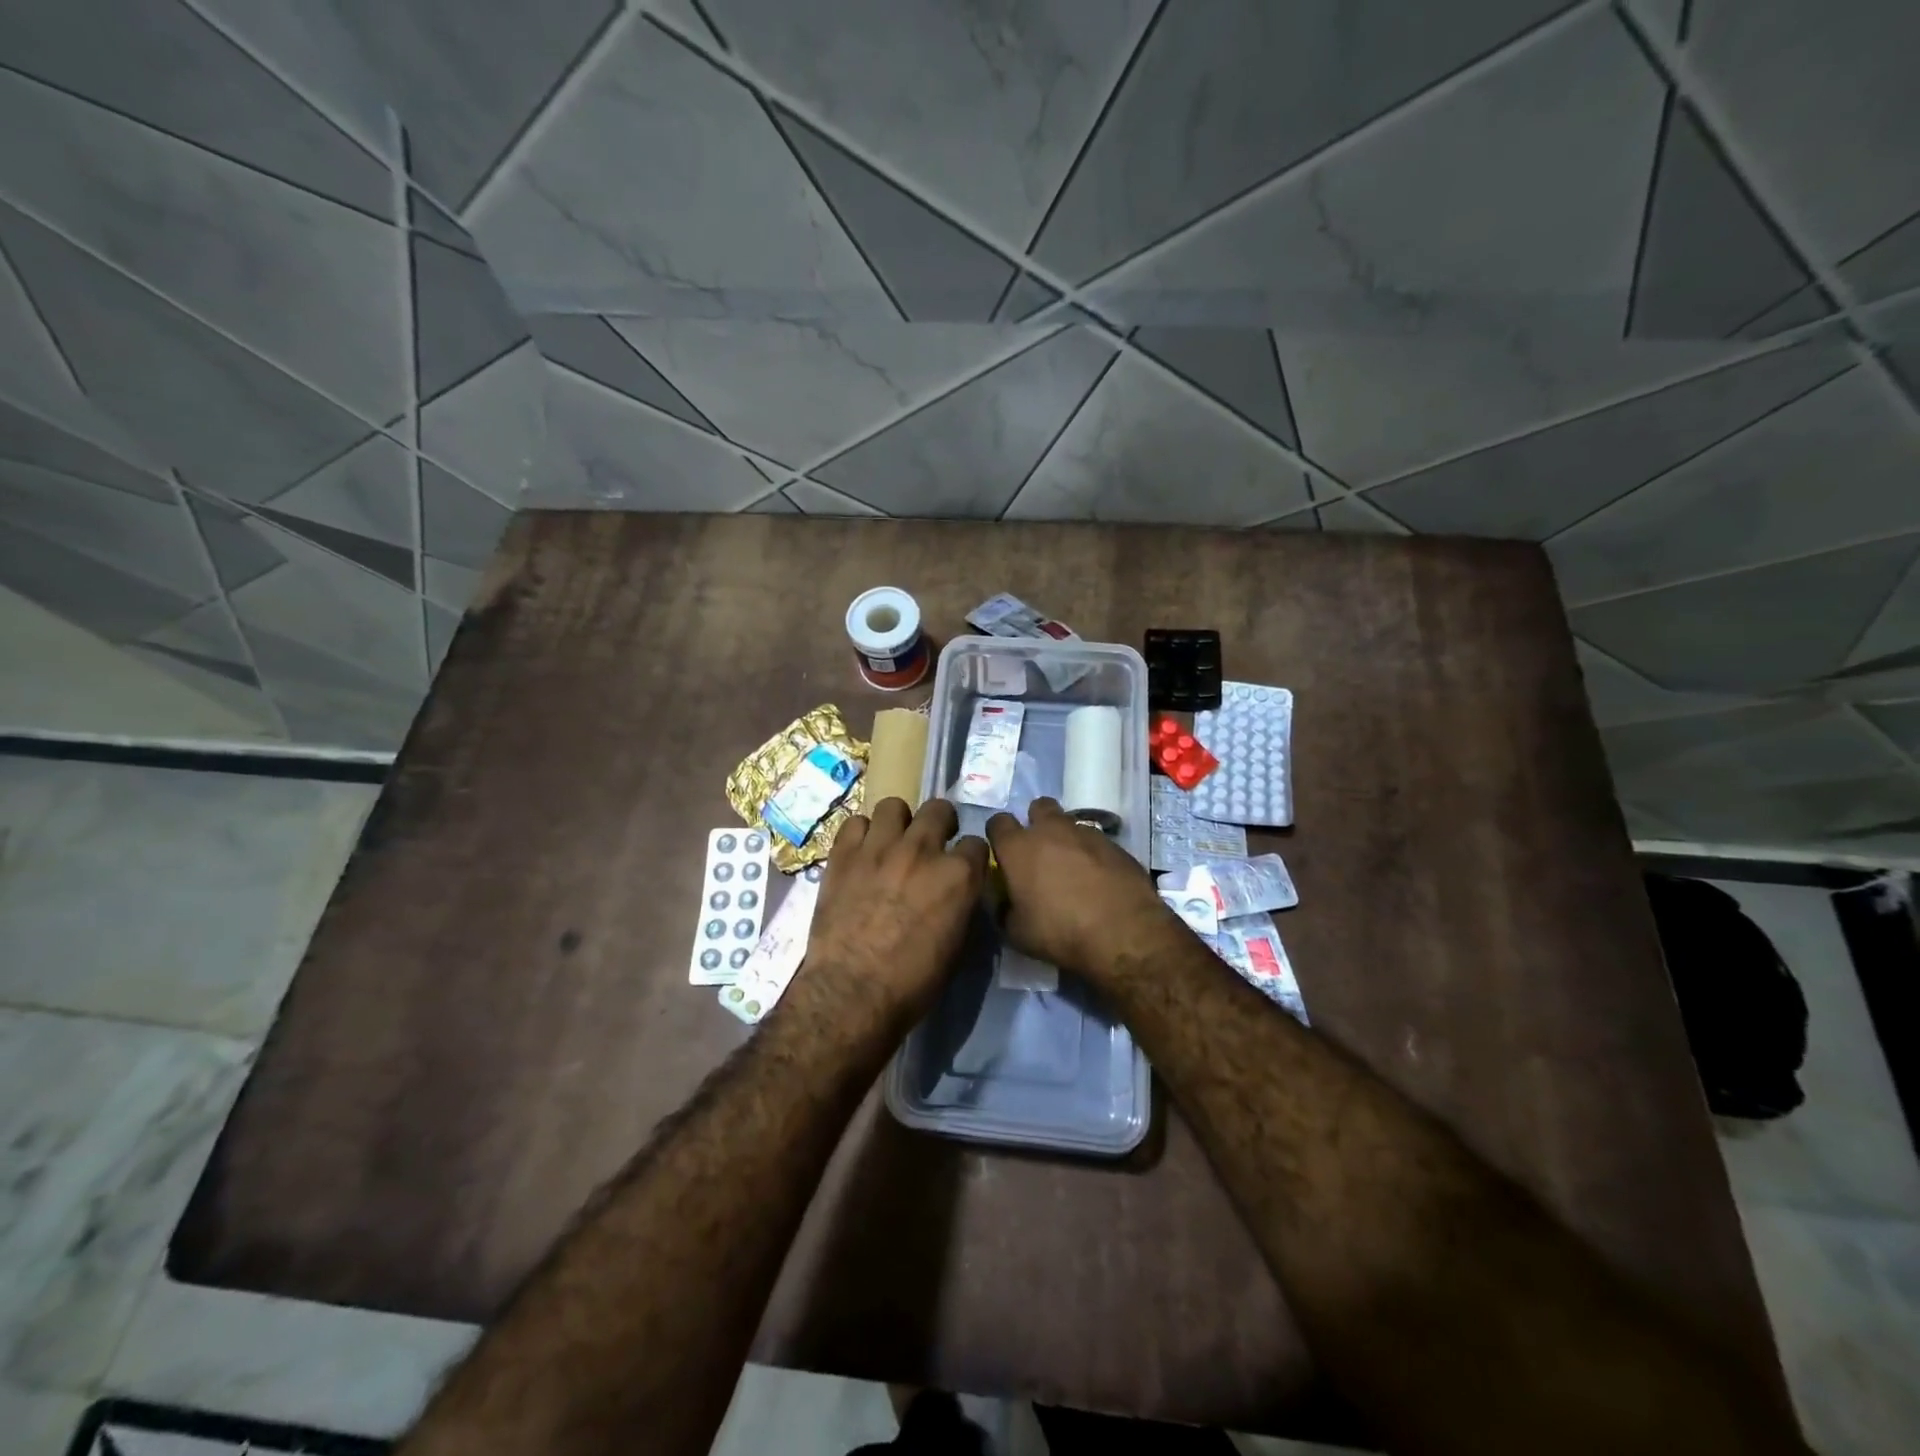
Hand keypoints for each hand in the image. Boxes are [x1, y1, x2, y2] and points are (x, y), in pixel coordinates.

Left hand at [801, 797, 987, 1026]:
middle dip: (940, 823)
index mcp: (959, 875)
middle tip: (931, 844)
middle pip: (939, 809)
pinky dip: (861, 835)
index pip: (976, 844)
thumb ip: (960, 904)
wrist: (851, 993)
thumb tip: (957, 892)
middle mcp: (923, 850)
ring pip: (894, 805)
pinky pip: (855, 823)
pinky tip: (861, 853)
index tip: (962, 868)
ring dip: (898, 823)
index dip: (970, 857)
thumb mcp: (956, 945)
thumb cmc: (913, 982)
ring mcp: (880, 847)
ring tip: (892, 843)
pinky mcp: (844, 854)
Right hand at [985, 797, 1170, 977]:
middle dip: (1036, 822)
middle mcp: (1051, 830)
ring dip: (1066, 838)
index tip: (1004, 854)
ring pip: (1070, 822)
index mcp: (1019, 847)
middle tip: (1040, 851)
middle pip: (1038, 807)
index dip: (999, 836)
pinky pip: (1096, 841)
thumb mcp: (1016, 932)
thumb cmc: (1059, 931)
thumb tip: (1004, 901)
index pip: (998, 822)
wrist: (1122, 932)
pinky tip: (1099, 877)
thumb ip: (1004, 909)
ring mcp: (1086, 833)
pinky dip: (1092, 853)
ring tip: (1072, 867)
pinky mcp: (1115, 844)